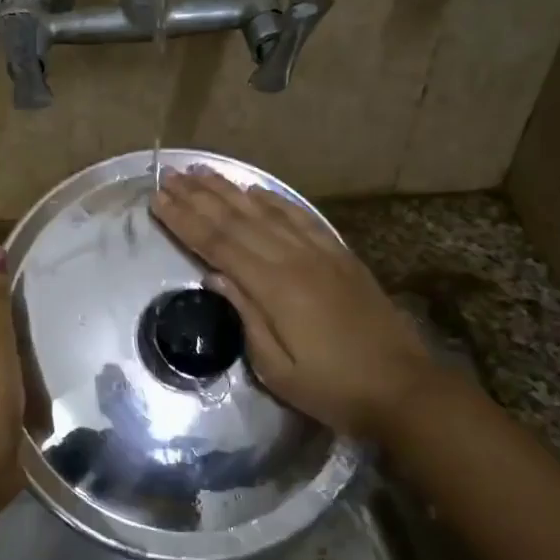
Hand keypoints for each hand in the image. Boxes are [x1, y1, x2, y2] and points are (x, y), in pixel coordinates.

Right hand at [151, 169, 438, 438]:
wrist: (403, 387)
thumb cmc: (332, 387)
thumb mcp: (277, 368)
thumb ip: (245, 316)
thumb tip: (214, 277)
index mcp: (274, 287)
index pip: (217, 244)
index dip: (185, 220)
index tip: (157, 200)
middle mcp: (294, 258)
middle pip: (237, 219)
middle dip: (198, 197)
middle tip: (169, 176)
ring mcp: (320, 252)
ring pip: (265, 211)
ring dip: (230, 190)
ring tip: (201, 171)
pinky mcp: (339, 255)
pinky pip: (301, 217)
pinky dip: (275, 200)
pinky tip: (257, 190)